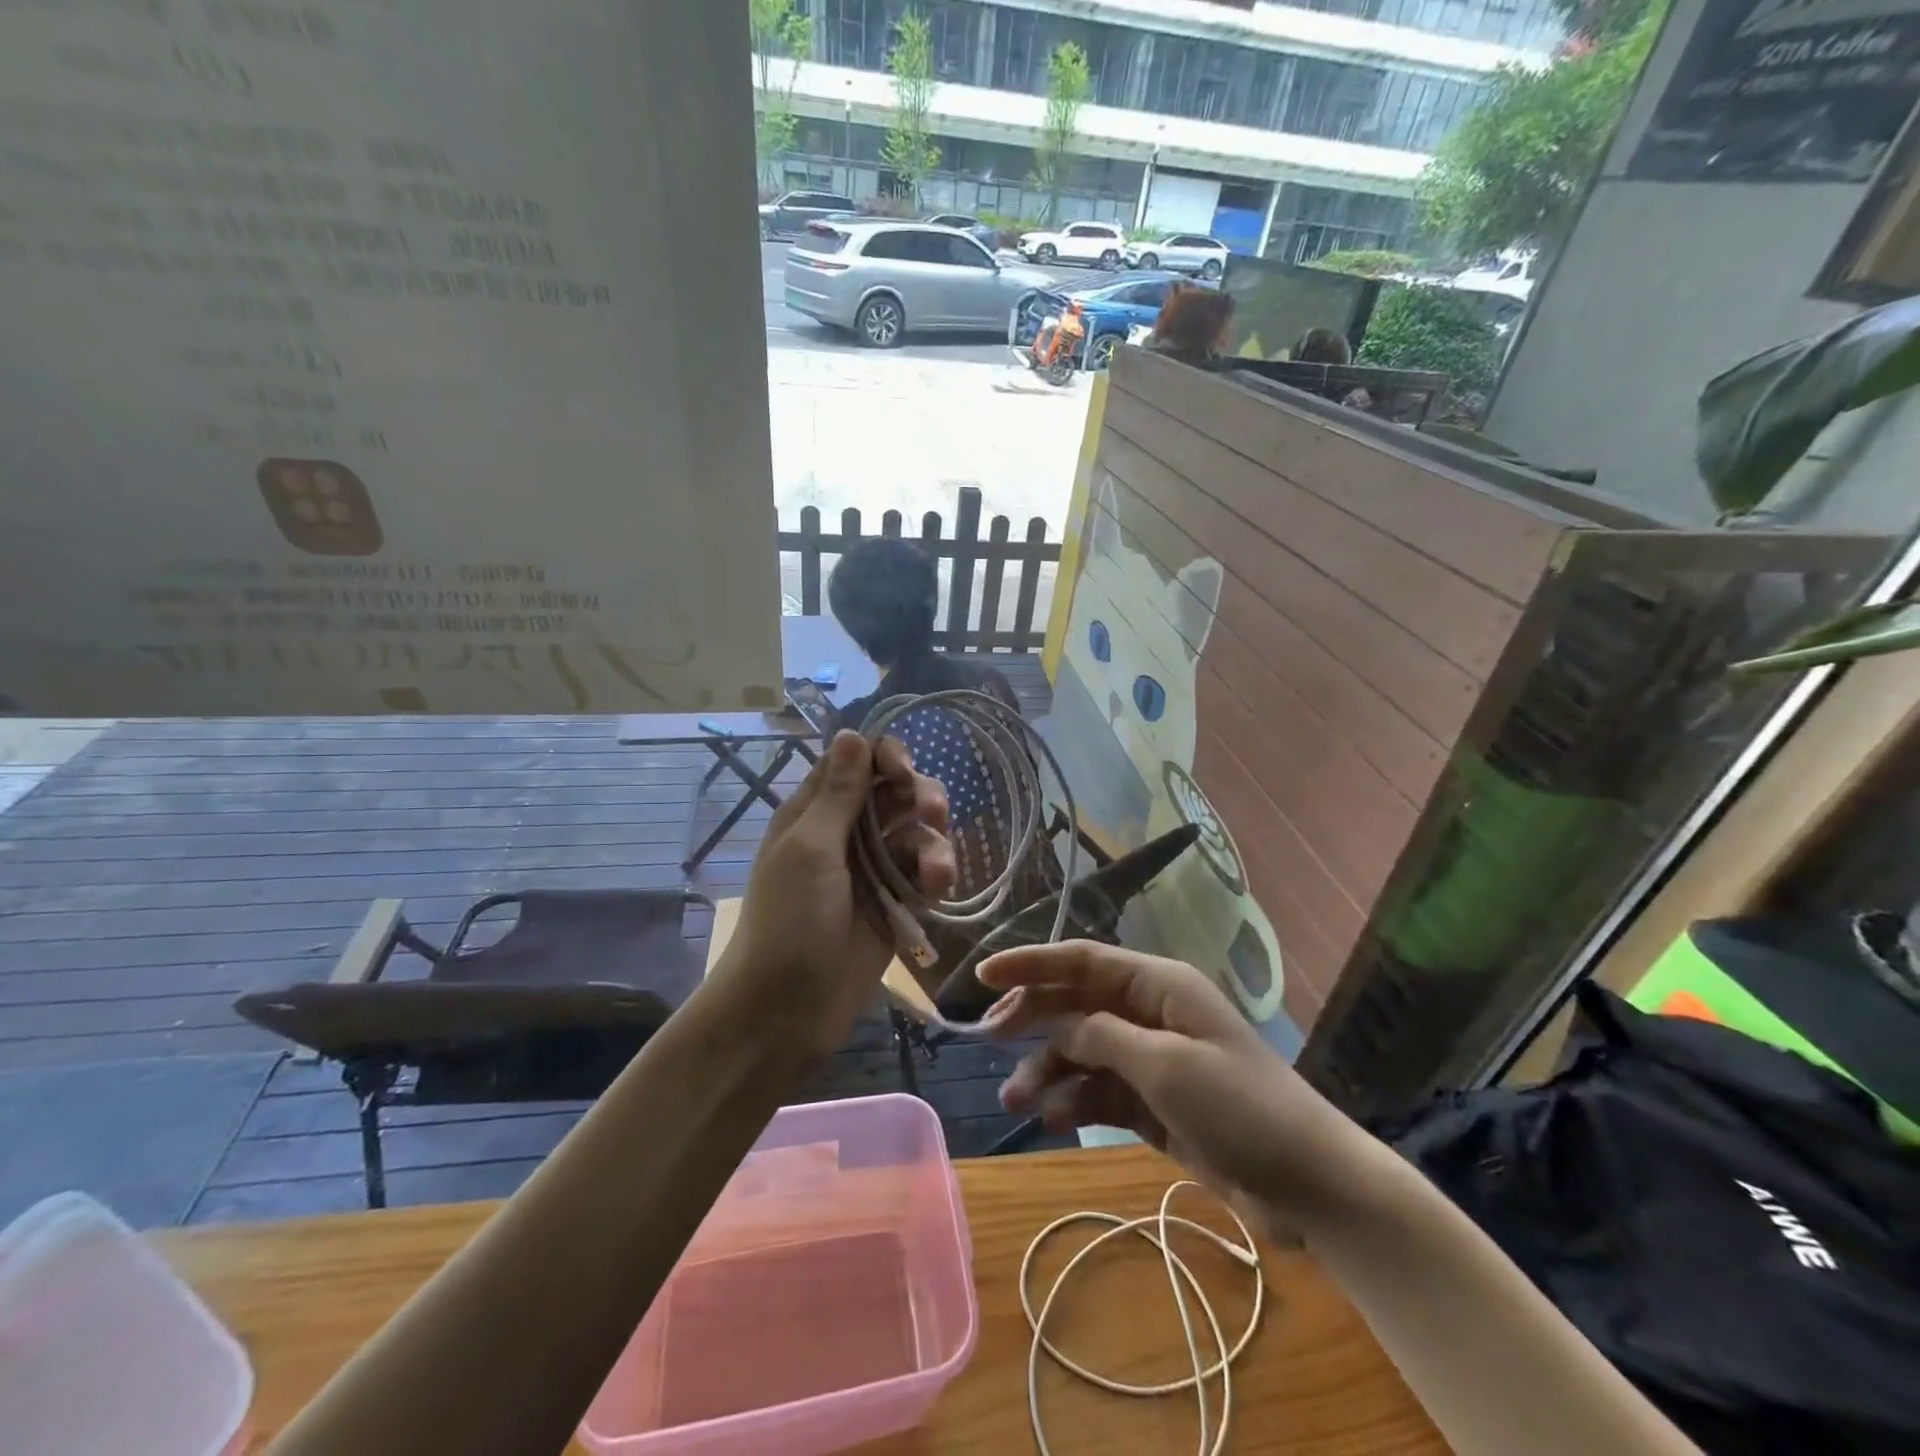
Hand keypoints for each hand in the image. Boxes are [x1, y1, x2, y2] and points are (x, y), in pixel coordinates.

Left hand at [716, 730, 956, 1059]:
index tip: (903, 772)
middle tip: (932, 813)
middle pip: (896, 792)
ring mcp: (873, 869)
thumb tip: (852, 733)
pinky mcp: (896, 903)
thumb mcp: (809, 850)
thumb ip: (837, 794)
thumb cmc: (787, 922)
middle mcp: (847, 832)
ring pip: (918, 831)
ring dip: (934, 841)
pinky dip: (936, 874)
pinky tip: (938, 890)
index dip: (886, 757)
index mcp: (815, 812)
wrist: (786, 1011)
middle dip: (920, 796)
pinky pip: (925, 872)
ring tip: (937, 873)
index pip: (857, 762)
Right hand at [980, 941, 1372, 1237]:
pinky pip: (1100, 1090)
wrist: (1309, 1186)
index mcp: (1158, 985)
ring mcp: (1152, 1059)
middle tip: (991, 1039)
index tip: (984, 974)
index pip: (1082, 960)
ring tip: (1016, 1101)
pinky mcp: (1154, 1102)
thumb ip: (1102, 1036)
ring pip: (1083, 1050)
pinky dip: (1074, 1100)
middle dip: (1034, 1018)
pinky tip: (1053, 1119)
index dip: (1031, 963)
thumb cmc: (1240, 1107)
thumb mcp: (1165, 1066)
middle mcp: (1150, 1012)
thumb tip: (1055, 1022)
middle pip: (1076, 1003)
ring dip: (1048, 1069)